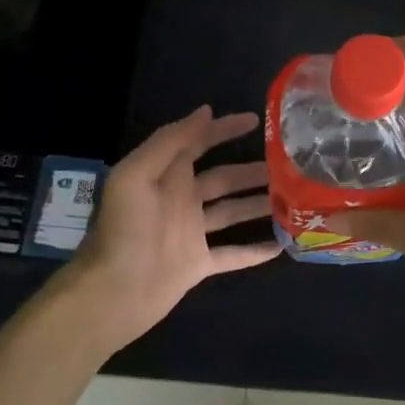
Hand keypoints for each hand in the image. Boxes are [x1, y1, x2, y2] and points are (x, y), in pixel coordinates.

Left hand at [54, 105, 280, 356]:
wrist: (112, 293)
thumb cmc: (124, 230)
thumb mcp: (136, 175)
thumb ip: (169, 142)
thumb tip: (205, 112)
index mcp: (166, 175)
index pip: (200, 142)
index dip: (225, 129)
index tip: (257, 120)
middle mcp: (181, 199)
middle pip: (224, 178)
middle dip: (252, 170)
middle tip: (288, 166)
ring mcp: (191, 233)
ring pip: (232, 212)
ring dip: (259, 204)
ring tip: (292, 199)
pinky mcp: (198, 264)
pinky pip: (233, 254)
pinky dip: (255, 251)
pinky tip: (281, 245)